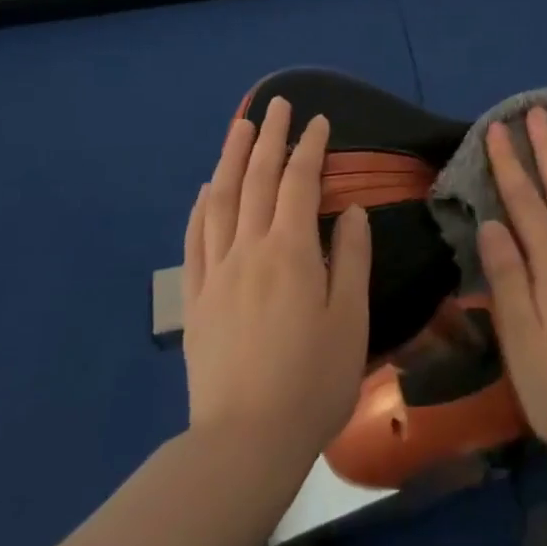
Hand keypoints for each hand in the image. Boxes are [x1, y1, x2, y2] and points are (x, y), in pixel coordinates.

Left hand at [180, 97, 370, 471]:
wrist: (246, 441)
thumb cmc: (312, 380)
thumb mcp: (350, 319)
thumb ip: (351, 257)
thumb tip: (350, 210)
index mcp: (291, 251)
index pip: (299, 183)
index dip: (310, 148)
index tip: (318, 121)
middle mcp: (248, 249)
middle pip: (257, 179)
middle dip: (269, 137)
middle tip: (277, 105)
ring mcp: (216, 272)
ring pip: (221, 200)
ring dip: (231, 158)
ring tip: (239, 127)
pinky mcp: (196, 299)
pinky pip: (195, 239)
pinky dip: (202, 206)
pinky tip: (207, 190)